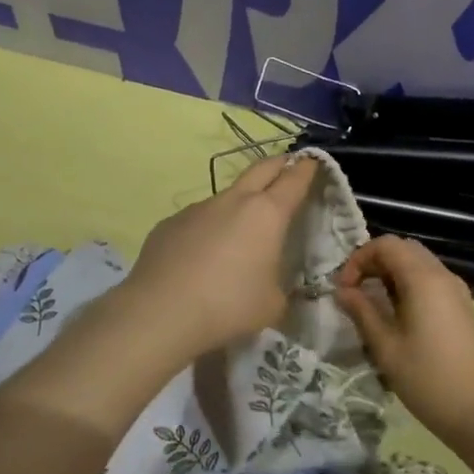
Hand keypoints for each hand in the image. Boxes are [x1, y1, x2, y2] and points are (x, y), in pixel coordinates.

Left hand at [114, 153, 321, 361]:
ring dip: (240, 202)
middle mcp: (233, 200)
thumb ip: (280, 286)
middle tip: (288, 169)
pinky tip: (203, 255)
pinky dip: (209, 227)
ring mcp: (198, 208)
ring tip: (242, 230)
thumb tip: (273, 281)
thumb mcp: (272, 304)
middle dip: (279, 164)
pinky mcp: (170, 223)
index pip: (294, 179)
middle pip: (261, 168)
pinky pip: (199, 218)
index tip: (313, 161)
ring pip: (227, 195)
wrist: (161, 312)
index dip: (307, 168)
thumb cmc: (229, 305)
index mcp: (267, 213)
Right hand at [333, 235, 473, 443]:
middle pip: (404, 249)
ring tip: (371, 304)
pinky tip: (396, 316)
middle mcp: (442, 275)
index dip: (359, 259)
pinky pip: (430, 281)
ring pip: (418, 264)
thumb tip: (343, 291)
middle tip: (355, 291)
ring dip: (391, 274)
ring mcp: (456, 291)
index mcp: (423, 278)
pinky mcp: (462, 307)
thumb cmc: (428, 379)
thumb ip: (362, 312)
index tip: (344, 289)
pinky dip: (408, 285)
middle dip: (374, 263)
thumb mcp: (386, 347)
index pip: (386, 244)